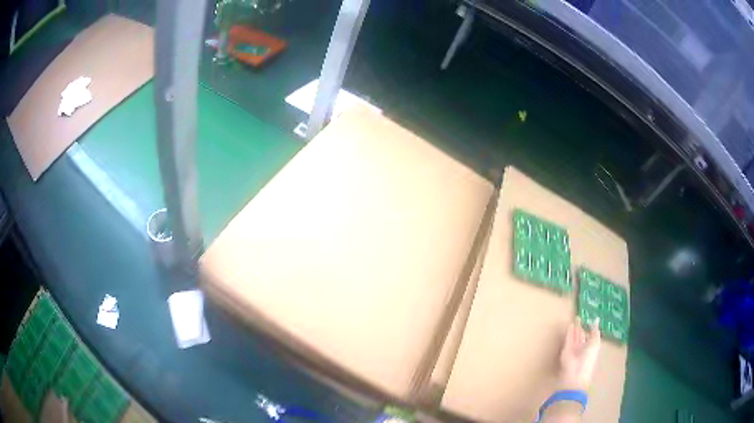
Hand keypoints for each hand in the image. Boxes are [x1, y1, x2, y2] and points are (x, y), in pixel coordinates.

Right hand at [558, 317, 600, 390]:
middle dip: (581, 328)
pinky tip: (570, 325)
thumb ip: (595, 331)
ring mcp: (574, 348)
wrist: (576, 371)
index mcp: (590, 348)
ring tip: (575, 318)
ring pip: (574, 336)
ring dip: (575, 328)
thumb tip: (596, 320)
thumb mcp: (595, 343)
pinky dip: (569, 332)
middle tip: (580, 318)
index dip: (590, 329)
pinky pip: (568, 338)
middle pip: (581, 336)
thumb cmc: (588, 358)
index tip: (589, 321)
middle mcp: (582, 348)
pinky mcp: (566, 349)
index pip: (589, 337)